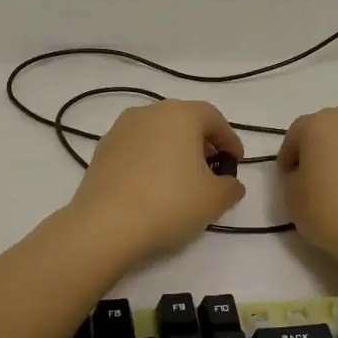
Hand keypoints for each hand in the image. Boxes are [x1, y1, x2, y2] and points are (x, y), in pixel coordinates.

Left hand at [65, 100, 244, 262]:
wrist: (106, 224)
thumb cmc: (170, 203)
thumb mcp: (214, 199)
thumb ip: (231, 186)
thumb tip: (229, 183)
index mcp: (180, 114)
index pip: (214, 118)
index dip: (230, 140)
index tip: (236, 162)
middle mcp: (148, 112)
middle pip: (183, 121)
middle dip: (201, 143)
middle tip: (212, 169)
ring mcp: (120, 130)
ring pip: (157, 134)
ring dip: (173, 151)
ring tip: (182, 180)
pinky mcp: (101, 151)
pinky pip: (136, 149)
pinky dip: (150, 161)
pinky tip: (153, 187)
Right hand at [277, 108, 337, 273]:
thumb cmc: (333, 211)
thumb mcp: (292, 199)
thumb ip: (292, 178)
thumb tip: (305, 173)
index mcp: (318, 123)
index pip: (294, 135)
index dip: (288, 158)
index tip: (288, 181)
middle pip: (327, 130)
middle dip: (318, 150)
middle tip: (315, 180)